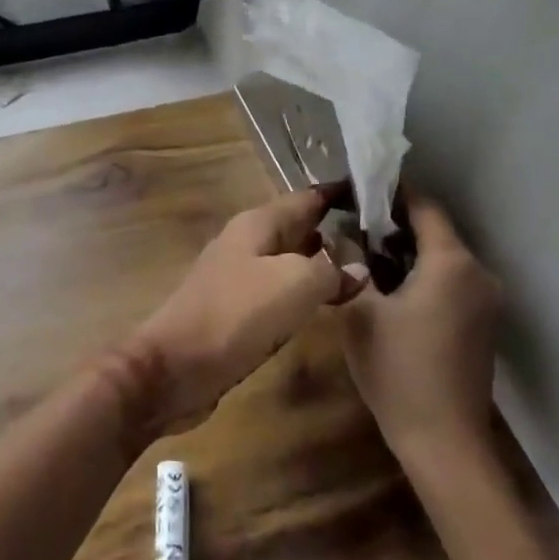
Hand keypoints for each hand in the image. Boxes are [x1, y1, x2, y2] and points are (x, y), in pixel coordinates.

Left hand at [115, 188, 368, 437]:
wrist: (175, 366)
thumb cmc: (235, 314)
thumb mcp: (293, 283)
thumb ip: (329, 269)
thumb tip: (357, 267)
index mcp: (256, 224)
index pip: (306, 198)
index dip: (340, 194)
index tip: (378, 193)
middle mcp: (246, 243)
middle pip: (297, 228)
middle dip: (335, 230)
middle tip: (382, 239)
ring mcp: (238, 277)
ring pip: (289, 261)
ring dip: (321, 263)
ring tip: (367, 270)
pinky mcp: (236, 311)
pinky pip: (278, 291)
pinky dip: (304, 292)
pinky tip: (325, 304)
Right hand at [343, 193, 502, 462]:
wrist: (443, 440)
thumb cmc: (397, 369)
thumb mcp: (358, 311)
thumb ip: (351, 264)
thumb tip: (345, 235)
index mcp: (451, 263)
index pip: (424, 207)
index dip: (391, 193)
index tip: (357, 190)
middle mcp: (478, 274)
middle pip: (435, 231)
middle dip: (393, 225)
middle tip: (350, 226)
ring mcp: (486, 301)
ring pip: (442, 258)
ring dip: (406, 252)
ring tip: (363, 257)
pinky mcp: (483, 323)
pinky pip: (451, 282)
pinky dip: (422, 275)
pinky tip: (390, 290)